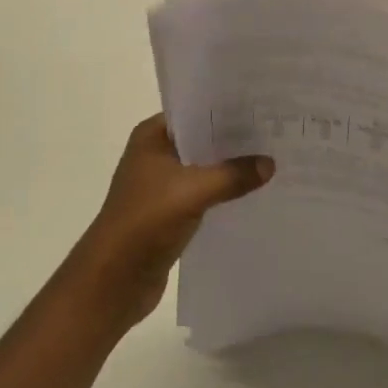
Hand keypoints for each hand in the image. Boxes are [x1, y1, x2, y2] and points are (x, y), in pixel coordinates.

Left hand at [68, 115, 273, 333]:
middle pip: (203, 138)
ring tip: (272, 158)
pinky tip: (253, 191)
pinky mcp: (170, 211)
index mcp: (152, 136)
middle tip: (275, 130)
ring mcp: (162, 184)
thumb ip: (233, 175)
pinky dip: (224, 191)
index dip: (227, 107)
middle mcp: (156, 154)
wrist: (112, 283)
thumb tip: (270, 164)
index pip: (196, 110)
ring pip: (205, 167)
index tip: (262, 104)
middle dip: (235, 138)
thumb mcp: (193, 191)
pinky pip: (204, 192)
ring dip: (231, 167)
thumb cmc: (145, 222)